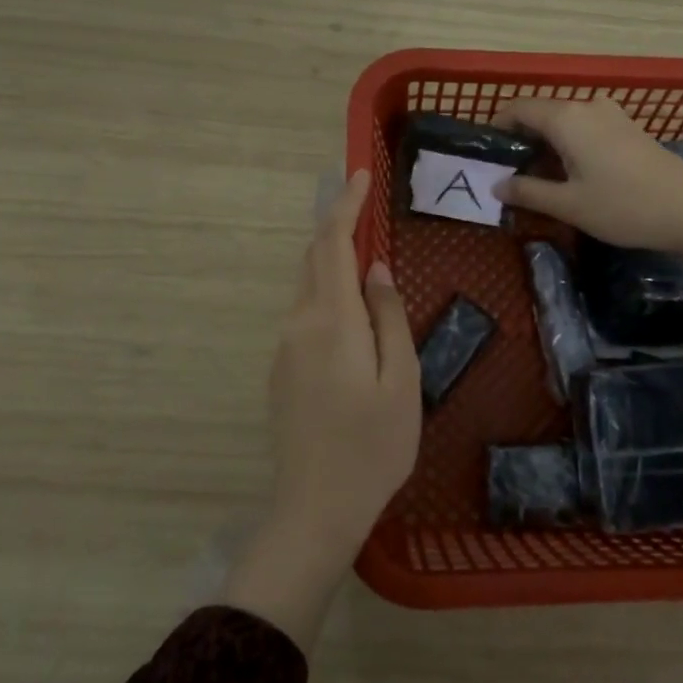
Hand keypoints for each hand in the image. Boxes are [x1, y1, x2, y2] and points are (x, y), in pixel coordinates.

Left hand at [224, 170, 420, 648]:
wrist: (315, 507)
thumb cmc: (373, 446)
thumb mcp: (401, 380)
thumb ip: (388, 317)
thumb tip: (376, 270)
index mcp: (331, 321)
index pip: (332, 245)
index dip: (344, 206)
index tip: (357, 174)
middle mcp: (299, 324)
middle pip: (314, 261)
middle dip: (337, 228)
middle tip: (366, 208)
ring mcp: (285, 348)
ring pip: (309, 288)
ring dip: (334, 264)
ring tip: (367, 259)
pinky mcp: (281, 370)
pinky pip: (307, 315)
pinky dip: (328, 295)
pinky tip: (353, 314)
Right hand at [492, 97, 682, 292]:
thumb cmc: (623, 206)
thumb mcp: (569, 205)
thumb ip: (528, 192)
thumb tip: (497, 185)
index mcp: (567, 118)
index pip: (519, 108)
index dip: (498, 127)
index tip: (487, 154)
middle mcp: (587, 106)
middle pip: (542, 113)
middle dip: (522, 139)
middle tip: (510, 174)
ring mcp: (612, 114)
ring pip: (565, 121)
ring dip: (547, 144)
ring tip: (539, 179)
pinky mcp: (629, 128)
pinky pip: (586, 128)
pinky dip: (570, 144)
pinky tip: (572, 174)